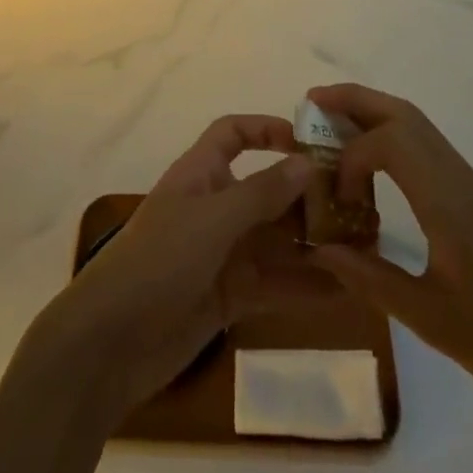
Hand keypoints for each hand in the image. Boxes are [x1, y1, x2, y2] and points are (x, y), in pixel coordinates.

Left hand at [29, 115, 335, 419]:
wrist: (110, 343)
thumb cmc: (158, 261)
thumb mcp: (212, 219)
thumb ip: (261, 193)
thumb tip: (306, 161)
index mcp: (200, 174)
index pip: (232, 134)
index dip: (266, 129)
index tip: (310, 141)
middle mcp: (213, 207)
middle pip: (266, 191)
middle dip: (306, 197)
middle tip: (358, 207)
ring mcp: (221, 253)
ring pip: (275, 239)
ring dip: (312, 243)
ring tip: (362, 250)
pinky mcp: (228, 295)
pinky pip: (273, 282)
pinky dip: (303, 285)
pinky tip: (342, 291)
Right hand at [305, 84, 472, 412]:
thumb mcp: (429, 318)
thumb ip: (370, 278)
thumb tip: (321, 248)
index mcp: (448, 201)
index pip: (389, 141)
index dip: (351, 158)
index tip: (338, 199)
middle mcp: (459, 177)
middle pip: (404, 113)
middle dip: (355, 100)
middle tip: (313, 104)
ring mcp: (472, 183)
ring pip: (418, 125)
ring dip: (374, 115)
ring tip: (334, 127)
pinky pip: (429, 147)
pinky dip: (393, 139)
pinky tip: (376, 168)